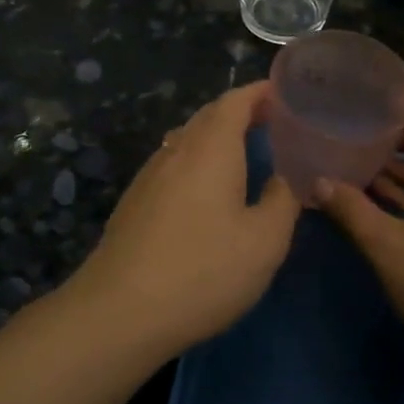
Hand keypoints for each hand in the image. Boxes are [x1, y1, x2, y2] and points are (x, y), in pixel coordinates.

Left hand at [70, 82, 299, 360]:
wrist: (118, 312)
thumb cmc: (202, 271)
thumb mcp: (264, 241)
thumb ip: (283, 201)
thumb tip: (285, 178)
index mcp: (211, 148)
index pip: (235, 101)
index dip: (260, 92)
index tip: (285, 93)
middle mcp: (177, 151)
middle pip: (209, 115)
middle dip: (241, 111)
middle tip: (273, 122)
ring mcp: (149, 176)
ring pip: (187, 139)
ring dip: (216, 136)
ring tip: (244, 151)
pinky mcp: (134, 202)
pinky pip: (172, 163)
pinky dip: (197, 160)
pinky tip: (205, 189)